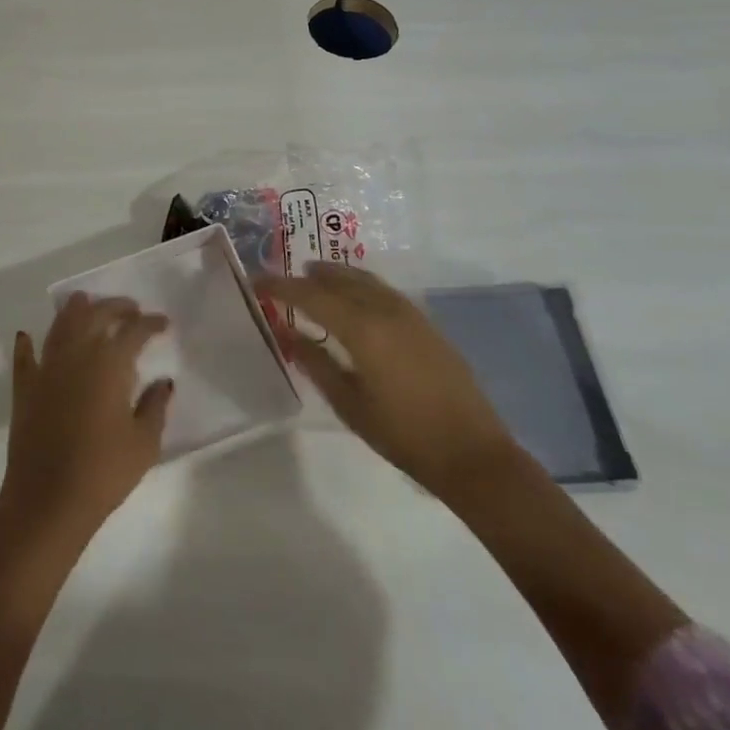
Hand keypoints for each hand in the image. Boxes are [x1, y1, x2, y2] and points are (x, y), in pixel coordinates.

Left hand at [0, 293, 174, 540]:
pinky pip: (24, 358)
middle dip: (115, 307)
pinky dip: (26, 344)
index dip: (150, 324)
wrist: (48, 501)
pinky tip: (26, 336)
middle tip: (131, 309)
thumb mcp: (144, 443)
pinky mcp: (24, 388)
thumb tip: (164, 381)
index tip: (163, 323)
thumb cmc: (104, 472)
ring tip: (85, 301)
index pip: (133, 331)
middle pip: (95, 316)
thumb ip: (155, 406)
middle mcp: (76, 355)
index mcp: (108, 364)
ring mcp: (46, 368)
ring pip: (60, 326)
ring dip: (74, 310)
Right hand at [257, 263, 513, 500]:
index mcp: (362, 328)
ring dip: (334, 275)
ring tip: (312, 277)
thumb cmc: (403, 435)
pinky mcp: (424, 322)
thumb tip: (285, 331)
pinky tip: (352, 297)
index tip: (256, 282)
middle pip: (337, 278)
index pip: (310, 295)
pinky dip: (358, 284)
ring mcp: (409, 313)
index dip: (280, 286)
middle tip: (281, 279)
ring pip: (363, 279)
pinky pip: (381, 290)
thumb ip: (314, 362)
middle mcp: (384, 309)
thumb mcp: (348, 403)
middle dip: (306, 275)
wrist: (473, 455)